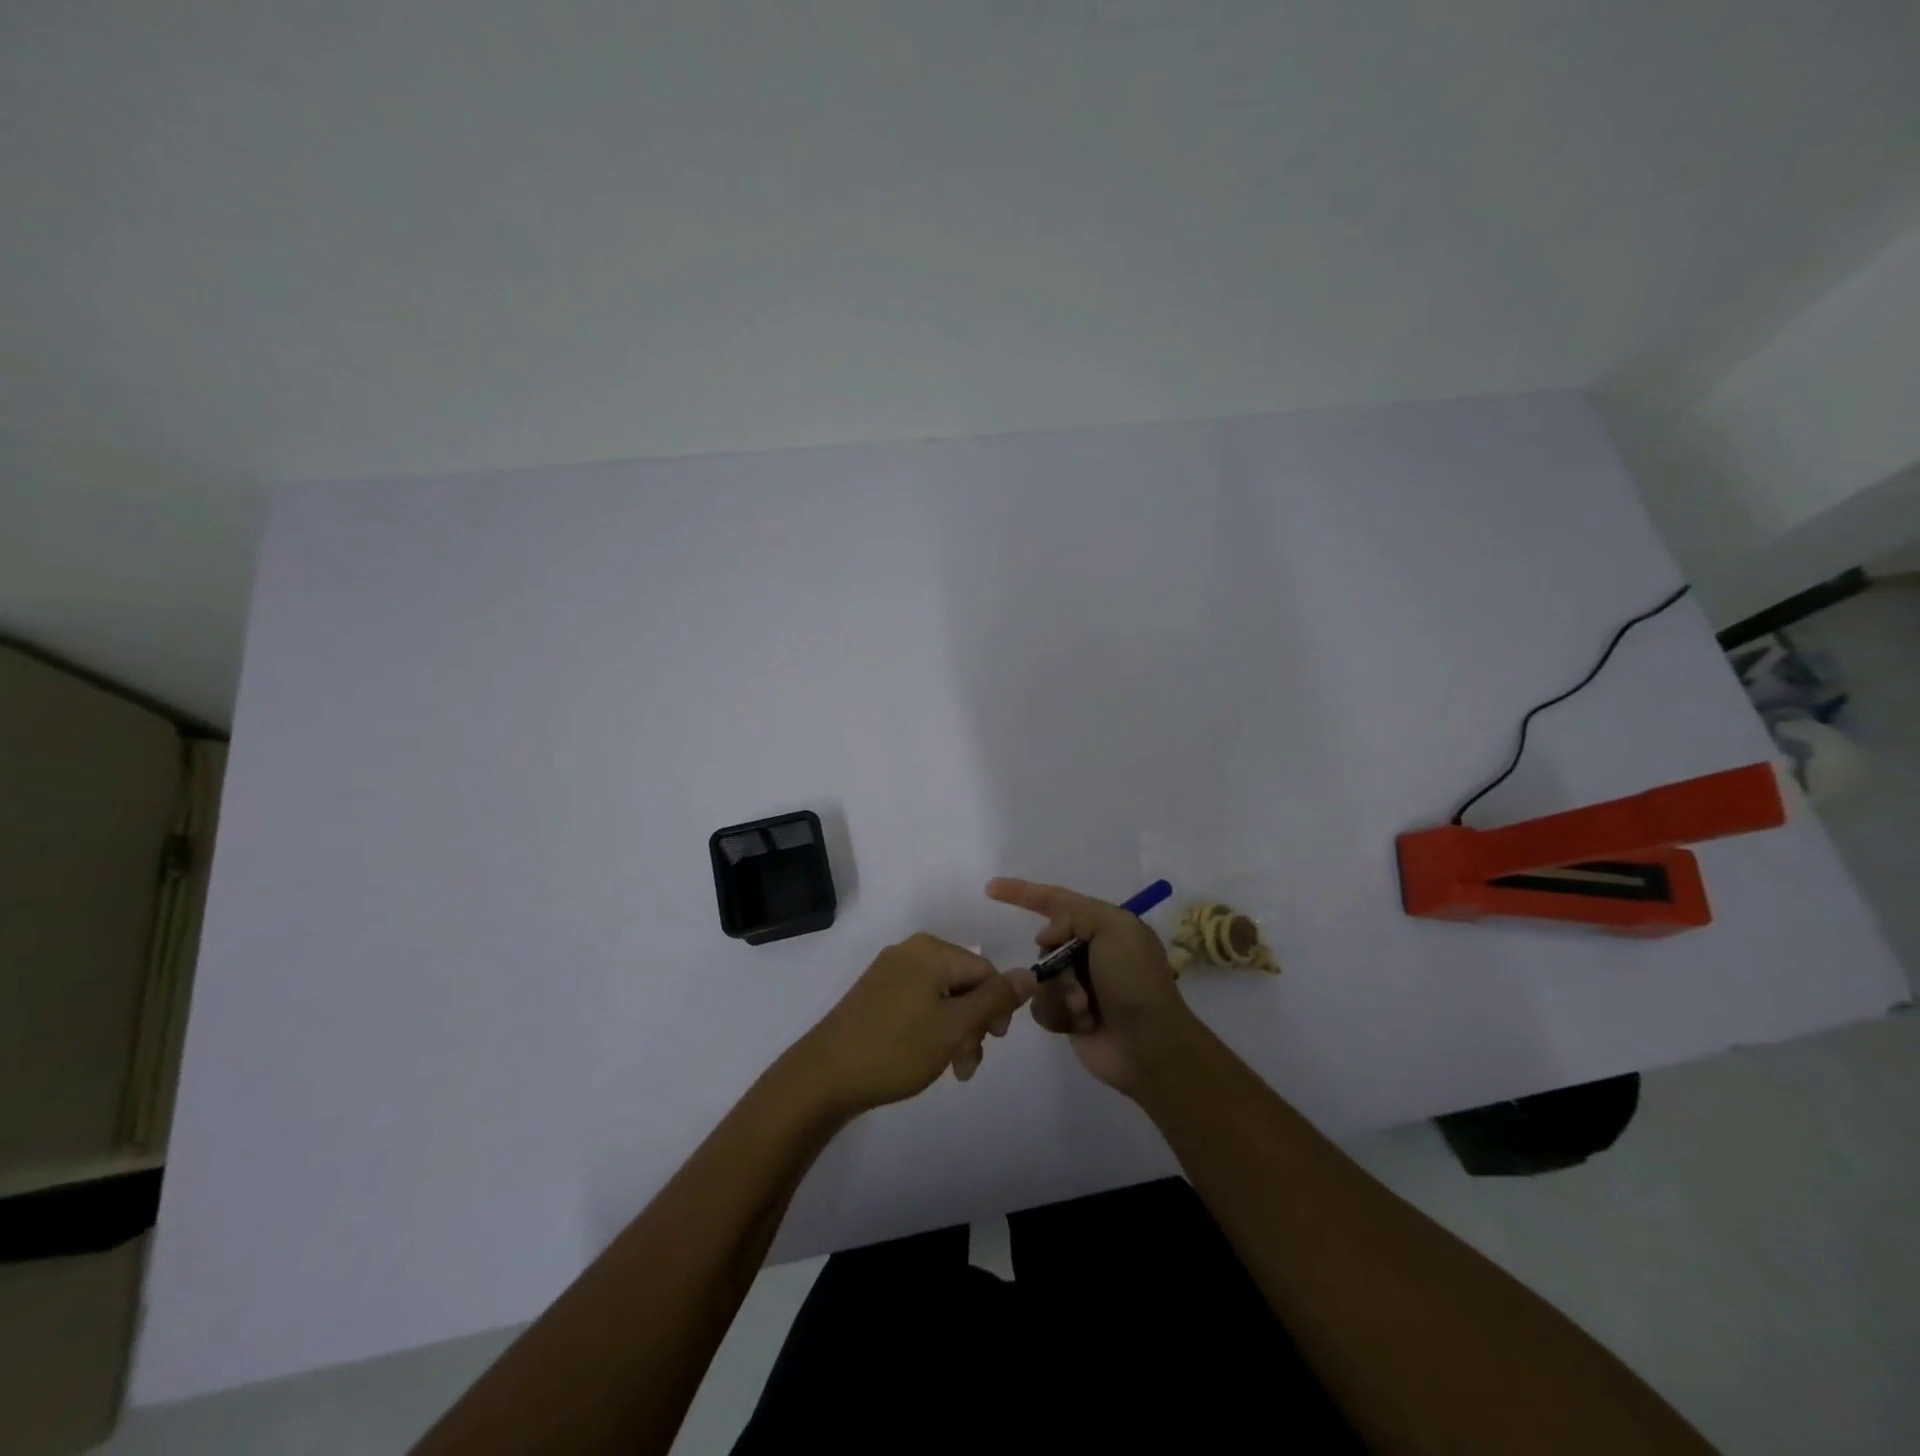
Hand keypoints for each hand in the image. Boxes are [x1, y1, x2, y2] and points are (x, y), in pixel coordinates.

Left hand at [793, 934, 1034, 1116]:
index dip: (996, 1007)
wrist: (824, 1076)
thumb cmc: (896, 1048)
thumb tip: (1030, 973)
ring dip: (955, 1033)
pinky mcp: (875, 995)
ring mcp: (890, 972)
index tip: (992, 1042)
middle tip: (967, 1064)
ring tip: (951, 1070)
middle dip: (973, 1024)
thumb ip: (995, 1000)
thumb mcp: (955, 1026)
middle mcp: (911, 952)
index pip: (985, 970)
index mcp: (931, 951)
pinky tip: (927, 1058)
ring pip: (942, 998)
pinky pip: (919, 1004)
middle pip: (964, 984)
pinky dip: (931, 1029)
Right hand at [986, 877, 1196, 1096]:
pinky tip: (1082, 1024)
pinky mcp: (1069, 1017)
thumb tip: (1048, 935)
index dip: (1023, 892)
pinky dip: (1059, 1014)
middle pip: (1045, 945)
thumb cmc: (1134, 981)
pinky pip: (1040, 1007)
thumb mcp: (1114, 928)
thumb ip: (1075, 914)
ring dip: (1060, 993)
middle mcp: (1091, 953)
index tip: (991, 888)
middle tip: (1076, 981)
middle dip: (1055, 963)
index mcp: (1106, 926)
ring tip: (1084, 1008)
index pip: (1056, 901)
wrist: (1149, 1046)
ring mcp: (1079, 986)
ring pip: (1040, 979)